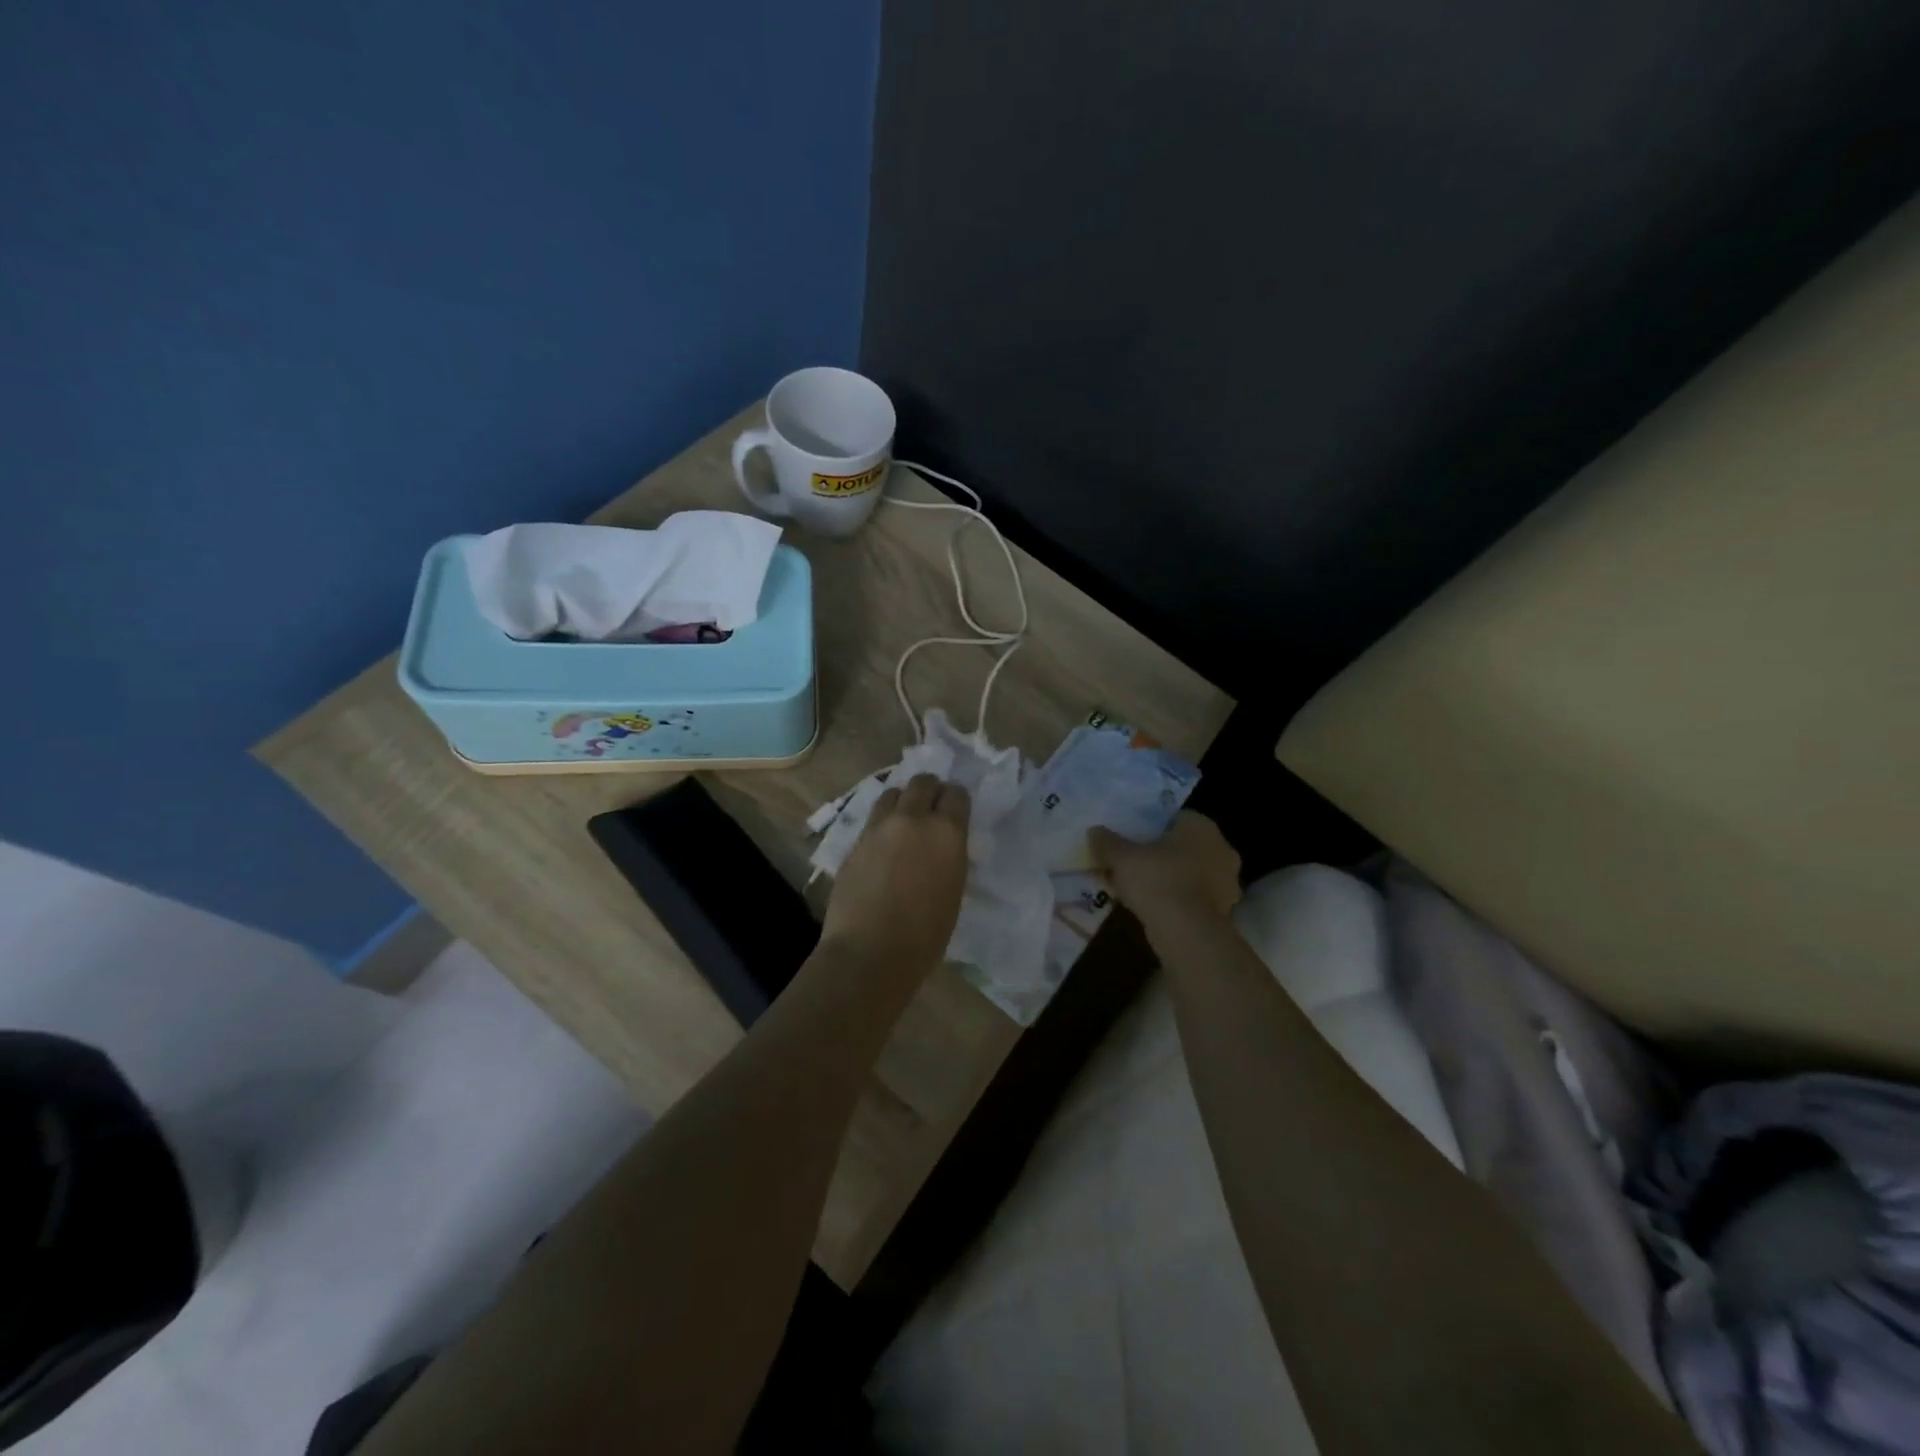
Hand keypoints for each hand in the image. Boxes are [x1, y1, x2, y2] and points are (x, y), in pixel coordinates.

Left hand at [819, 774, 970, 974]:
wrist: (870, 951)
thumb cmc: (925, 935)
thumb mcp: (953, 890)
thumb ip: (948, 857)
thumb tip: (942, 847)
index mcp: (947, 832)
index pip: (956, 794)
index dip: (956, 799)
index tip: (955, 810)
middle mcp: (912, 819)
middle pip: (922, 782)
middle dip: (929, 790)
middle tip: (930, 808)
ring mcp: (879, 828)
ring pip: (892, 794)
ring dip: (901, 802)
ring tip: (903, 822)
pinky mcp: (854, 842)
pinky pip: (872, 820)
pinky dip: (881, 824)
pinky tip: (882, 846)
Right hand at [1090, 811, 1241, 926]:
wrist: (1187, 932)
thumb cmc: (1157, 880)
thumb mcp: (1121, 858)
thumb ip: (1107, 842)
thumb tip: (1094, 831)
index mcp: (1201, 826)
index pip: (1176, 818)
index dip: (1152, 828)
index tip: (1133, 841)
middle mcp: (1221, 848)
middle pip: (1185, 846)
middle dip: (1162, 855)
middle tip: (1135, 866)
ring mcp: (1228, 881)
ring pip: (1192, 873)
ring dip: (1172, 879)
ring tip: (1142, 891)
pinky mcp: (1226, 910)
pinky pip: (1196, 898)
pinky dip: (1180, 901)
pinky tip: (1157, 910)